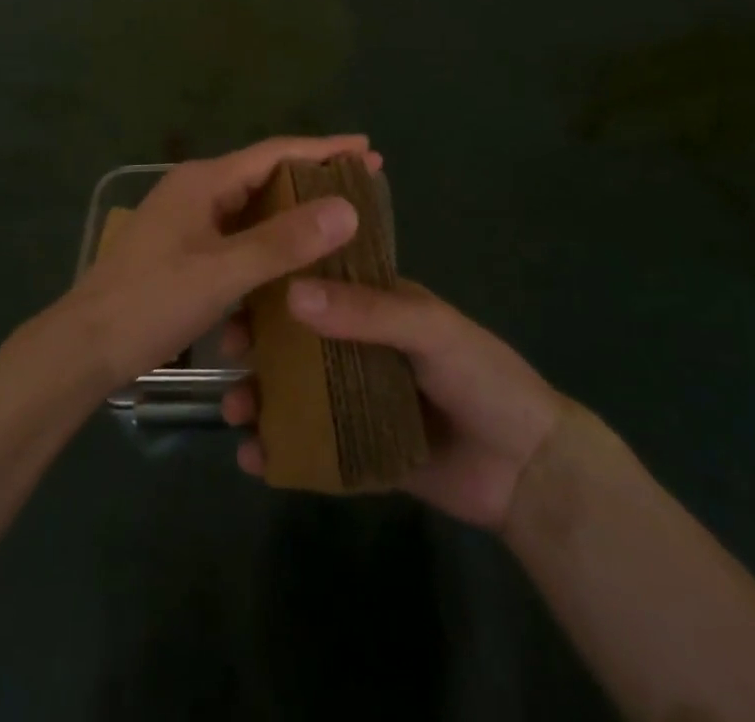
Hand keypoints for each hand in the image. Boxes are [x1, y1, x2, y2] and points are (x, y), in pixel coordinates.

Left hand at [61, 135, 379, 392]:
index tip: (370, 150)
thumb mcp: (222, 274)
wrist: (81, 349)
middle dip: (314, 178)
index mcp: (204, 181)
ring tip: (339, 220)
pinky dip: (269, 239)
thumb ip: (283, 242)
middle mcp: (196, 189)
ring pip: (252, 206)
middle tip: (364, 185)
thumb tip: (347, 207)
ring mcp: (187, 219)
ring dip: (293, 211)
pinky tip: (294, 258)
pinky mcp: (183, 248)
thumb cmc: (150, 303)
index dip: (325, 150)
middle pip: (266, 174)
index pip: (276, 153)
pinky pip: (238, 232)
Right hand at [222, 279, 565, 530]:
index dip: (276, 287)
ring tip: (236, 413)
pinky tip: (255, 458)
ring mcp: (360, 402)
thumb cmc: (482, 377)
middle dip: (258, 347)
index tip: (237, 296)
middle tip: (227, 357)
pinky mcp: (362, 453)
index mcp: (377, 306)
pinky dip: (283, 450)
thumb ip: (366, 311)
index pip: (318, 284)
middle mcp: (362, 349)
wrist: (528, 469)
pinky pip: (314, 449)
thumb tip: (292, 293)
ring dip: (263, 398)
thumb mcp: (429, 330)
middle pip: (298, 342)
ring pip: (299, 394)